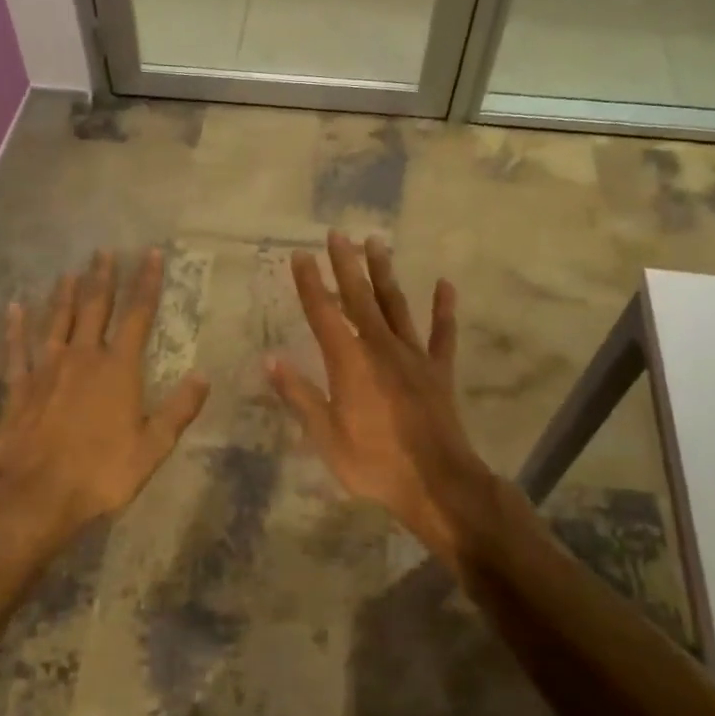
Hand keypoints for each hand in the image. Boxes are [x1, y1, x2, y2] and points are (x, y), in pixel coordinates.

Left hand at [0, 249, 208, 542]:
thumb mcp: (152, 448)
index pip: (138, 316)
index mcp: (119, 370)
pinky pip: (17, 350)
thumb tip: (203, 376)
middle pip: (95, 308)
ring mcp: (47, 370)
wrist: (33, 496)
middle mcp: (83, 358)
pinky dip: (15, 327)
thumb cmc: (100, 474)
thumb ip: (178, 410)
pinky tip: (14, 308)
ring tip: (70, 271)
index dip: (147, 283)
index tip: (152, 255)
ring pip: (58, 321)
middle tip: (105, 251)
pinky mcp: (19, 388)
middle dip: (103, 278)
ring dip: (65, 295)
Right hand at [267, 231, 500, 558]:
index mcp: (349, 362)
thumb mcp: (325, 436)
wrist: (437, 482)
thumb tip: (270, 359)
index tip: (300, 254)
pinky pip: (443, 334)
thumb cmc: (373, 463)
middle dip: (346, 264)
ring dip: (384, 274)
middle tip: (338, 233)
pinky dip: (444, 309)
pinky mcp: (439, 371)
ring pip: (396, 306)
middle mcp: (380, 347)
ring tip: (377, 242)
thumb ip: (299, 395)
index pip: (323, 313)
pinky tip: (445, 284)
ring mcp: (413, 356)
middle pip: (359, 298)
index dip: (310, 283)